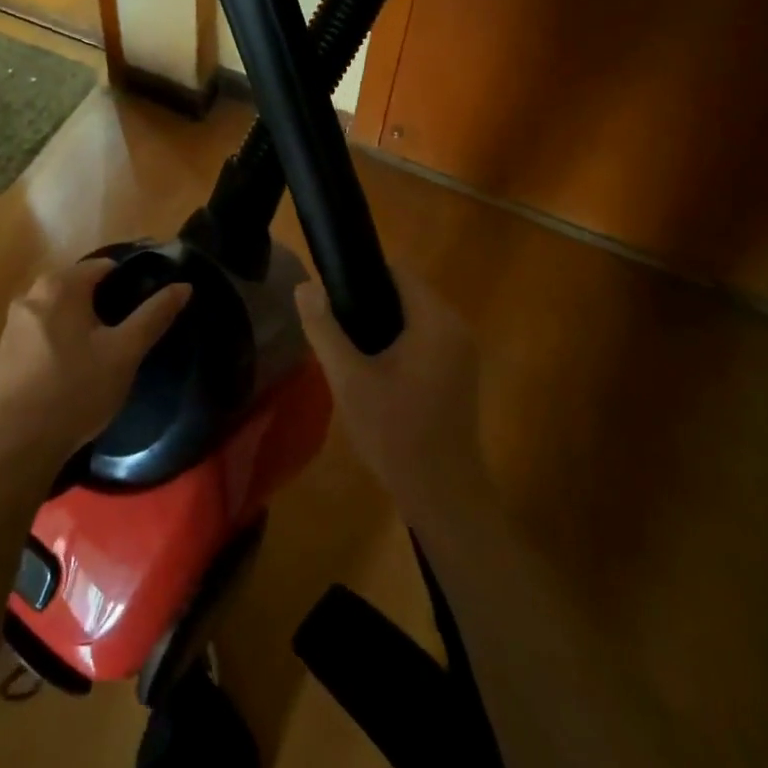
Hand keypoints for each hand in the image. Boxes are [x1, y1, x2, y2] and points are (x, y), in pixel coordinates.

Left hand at [0, 258, 190, 473]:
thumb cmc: (77, 391)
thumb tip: (184, 286)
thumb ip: (154, 315)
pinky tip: (72, 368)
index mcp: (60, 285)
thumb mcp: (125, 352)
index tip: (147, 305)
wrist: (18, 444)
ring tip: (103, 351)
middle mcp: (31, 294)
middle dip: (104, 302)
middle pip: (79, 285)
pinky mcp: (4, 349)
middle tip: (127, 332)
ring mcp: (13, 322)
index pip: (104, 266)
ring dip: (80, 321)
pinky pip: (41, 330)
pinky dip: (59, 338)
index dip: (130, 281)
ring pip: (59, 309)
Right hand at [297, 270, 488, 519]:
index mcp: (435, 320)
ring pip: (413, 319)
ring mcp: (462, 352)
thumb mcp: (349, 378)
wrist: (442, 495)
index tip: (332, 297)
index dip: (360, 276)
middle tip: (334, 328)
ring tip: (347, 350)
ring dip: (382, 326)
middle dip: (368, 303)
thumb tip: (305, 286)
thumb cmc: (395, 433)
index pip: (396, 271)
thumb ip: (324, 328)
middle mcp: (456, 327)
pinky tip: (373, 372)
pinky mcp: (459, 374)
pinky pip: (424, 340)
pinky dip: (399, 345)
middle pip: (405, 294)